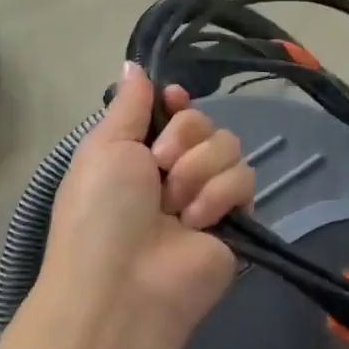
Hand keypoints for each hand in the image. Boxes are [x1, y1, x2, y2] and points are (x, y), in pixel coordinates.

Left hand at [40, 63, 254, 336]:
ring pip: (230, 147)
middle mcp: (175, 170)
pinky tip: (197, 223)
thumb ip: (129, 105)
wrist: (125, 283)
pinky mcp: (236, 218)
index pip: (175, 110)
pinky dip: (219, 196)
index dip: (176, 103)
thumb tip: (134, 65)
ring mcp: (207, 195)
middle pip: (205, 122)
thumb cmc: (102, 211)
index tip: (172, 102)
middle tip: (160, 169)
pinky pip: (245, 179)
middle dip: (184, 140)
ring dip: (198, 172)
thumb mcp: (104, 147)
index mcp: (140, 153)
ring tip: (176, 208)